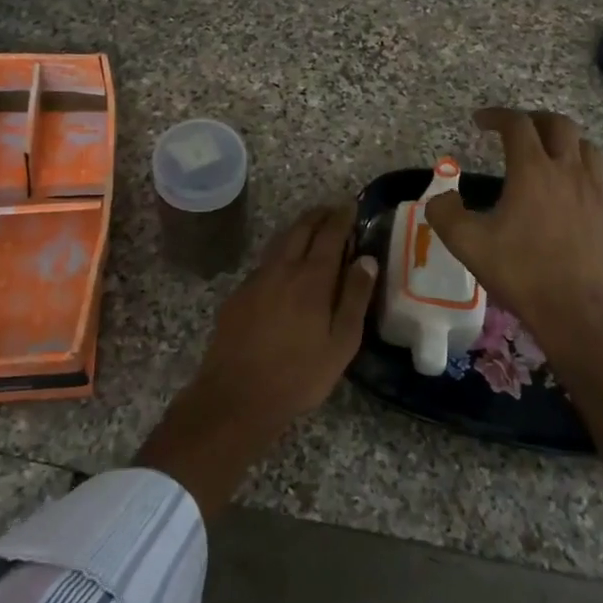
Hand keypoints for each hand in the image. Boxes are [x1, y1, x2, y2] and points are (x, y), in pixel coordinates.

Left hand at [136, 203, 377, 516]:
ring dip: (298, 229)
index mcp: (311, 278)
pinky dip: (281, 252)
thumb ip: (355, 297)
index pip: (330, 234)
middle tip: (333, 210)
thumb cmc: (299, 375)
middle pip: (301, 228)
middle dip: (319, 215)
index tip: (351, 205)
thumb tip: (367, 259)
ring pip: (280, 242)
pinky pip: (265, 262)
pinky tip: (285, 266)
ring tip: (312, 229)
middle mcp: (282, 268)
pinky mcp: (238, 294)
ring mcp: (256, 279)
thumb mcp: (341, 343)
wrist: (236, 397)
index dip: (342, 216)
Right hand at [425, 107, 602, 499]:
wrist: (578, 314)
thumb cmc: (521, 273)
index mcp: (532, 170)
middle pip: (559, 125)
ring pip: (587, 148)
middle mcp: (568, 171)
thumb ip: (445, 213)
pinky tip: (577, 189)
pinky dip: (587, 173)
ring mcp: (596, 192)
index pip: (517, 124)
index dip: (496, 116)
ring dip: (565, 142)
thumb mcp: (467, 244)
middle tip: (516, 130)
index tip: (480, 121)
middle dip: (534, 120)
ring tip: (548, 154)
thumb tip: (440, 198)